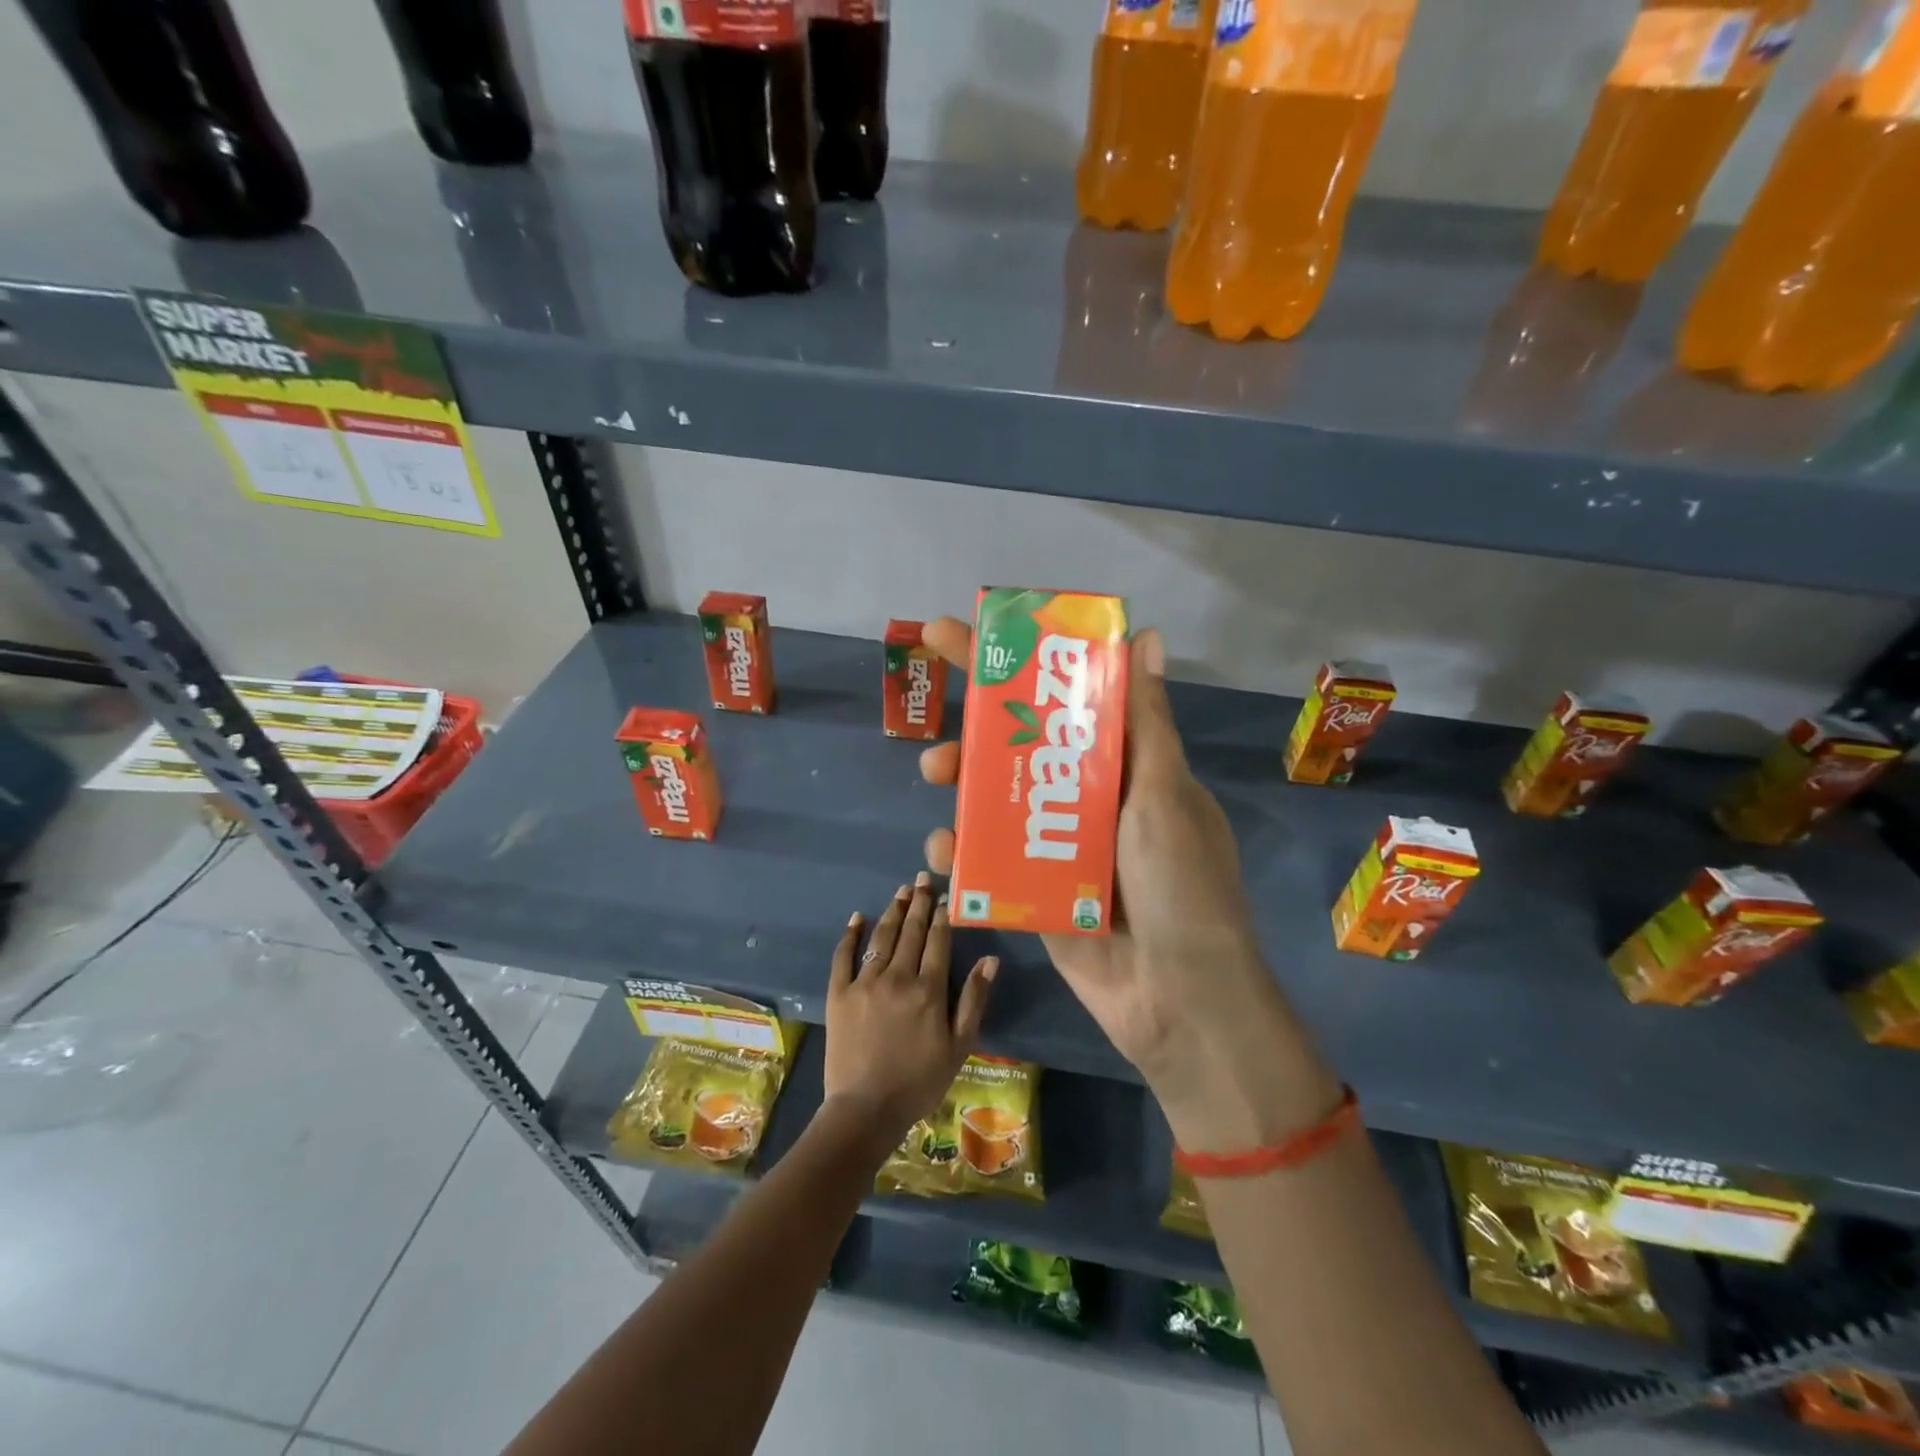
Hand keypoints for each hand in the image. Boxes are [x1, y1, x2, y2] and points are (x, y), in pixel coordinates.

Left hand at [823, 872, 997, 1144]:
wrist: (866, 1110)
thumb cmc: (920, 1081)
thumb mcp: (959, 1046)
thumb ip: (974, 999)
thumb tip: (990, 959)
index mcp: (928, 989)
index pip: (937, 940)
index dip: (942, 915)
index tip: (944, 894)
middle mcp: (897, 977)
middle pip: (910, 931)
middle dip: (918, 902)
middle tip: (922, 877)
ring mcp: (865, 983)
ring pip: (881, 937)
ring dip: (892, 911)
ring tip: (900, 891)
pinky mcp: (838, 994)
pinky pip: (843, 957)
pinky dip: (850, 935)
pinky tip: (857, 917)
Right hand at [918, 619, 1340, 1150]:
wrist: (1178, 999)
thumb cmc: (1180, 885)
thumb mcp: (1164, 794)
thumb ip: (1145, 721)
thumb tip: (1144, 635)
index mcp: (1125, 770)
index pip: (1068, 703)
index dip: (1023, 668)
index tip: (971, 636)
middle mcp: (1091, 803)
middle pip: (1024, 750)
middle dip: (979, 728)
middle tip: (938, 713)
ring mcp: (1060, 850)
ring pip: (999, 803)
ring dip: (963, 783)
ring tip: (935, 773)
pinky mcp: (1037, 894)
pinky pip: (992, 862)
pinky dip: (964, 852)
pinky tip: (943, 849)